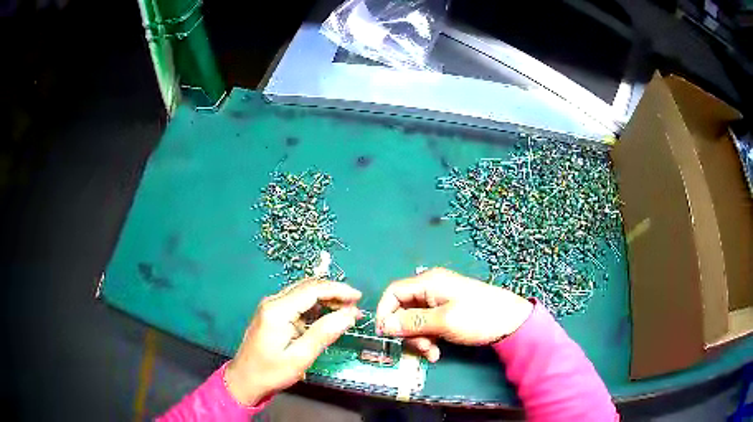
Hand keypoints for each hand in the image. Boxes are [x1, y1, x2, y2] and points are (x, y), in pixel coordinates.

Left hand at [225, 279, 361, 404]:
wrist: (244, 380)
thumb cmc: (271, 372)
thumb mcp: (300, 357)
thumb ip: (324, 333)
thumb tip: (350, 314)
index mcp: (278, 310)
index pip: (313, 290)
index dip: (338, 290)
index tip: (359, 298)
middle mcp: (273, 302)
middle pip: (308, 287)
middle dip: (334, 293)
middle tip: (355, 307)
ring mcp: (271, 307)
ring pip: (303, 293)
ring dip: (326, 299)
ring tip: (346, 312)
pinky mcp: (272, 314)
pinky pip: (297, 303)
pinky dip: (315, 307)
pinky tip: (327, 316)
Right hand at [376, 268, 532, 361]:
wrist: (513, 323)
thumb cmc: (478, 317)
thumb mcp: (443, 321)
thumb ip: (411, 323)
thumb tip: (384, 325)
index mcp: (429, 282)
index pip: (393, 293)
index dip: (385, 313)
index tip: (385, 335)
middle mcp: (431, 289)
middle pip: (403, 309)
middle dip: (407, 332)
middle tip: (420, 348)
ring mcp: (440, 301)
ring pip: (415, 321)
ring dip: (419, 339)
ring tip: (432, 353)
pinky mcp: (447, 313)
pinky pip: (428, 326)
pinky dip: (429, 339)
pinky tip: (437, 352)